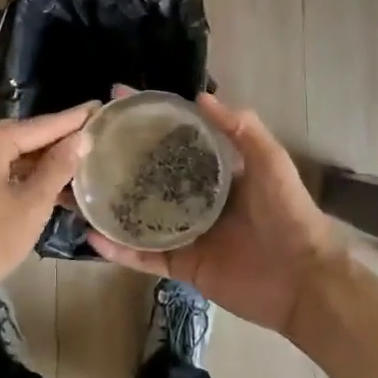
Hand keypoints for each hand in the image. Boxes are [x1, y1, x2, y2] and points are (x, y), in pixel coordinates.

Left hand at [0, 103, 96, 310]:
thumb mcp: (32, 204)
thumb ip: (58, 167)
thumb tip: (80, 138)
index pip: (41, 125)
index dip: (72, 119)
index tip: (98, 106)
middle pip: (24, 138)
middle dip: (58, 139)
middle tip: (93, 134)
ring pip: (11, 158)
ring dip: (43, 163)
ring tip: (80, 164)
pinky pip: (0, 174)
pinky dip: (25, 179)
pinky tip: (50, 189)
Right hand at [87, 92, 341, 339]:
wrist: (304, 282)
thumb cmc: (288, 215)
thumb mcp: (270, 163)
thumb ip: (241, 129)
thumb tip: (200, 95)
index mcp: (214, 171)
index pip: (173, 139)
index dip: (147, 119)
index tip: (115, 100)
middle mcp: (194, 198)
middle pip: (148, 175)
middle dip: (117, 160)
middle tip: (80, 145)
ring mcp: (185, 233)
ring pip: (137, 215)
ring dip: (108, 204)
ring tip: (72, 189)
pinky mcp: (180, 265)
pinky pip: (142, 255)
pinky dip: (117, 248)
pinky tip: (90, 234)